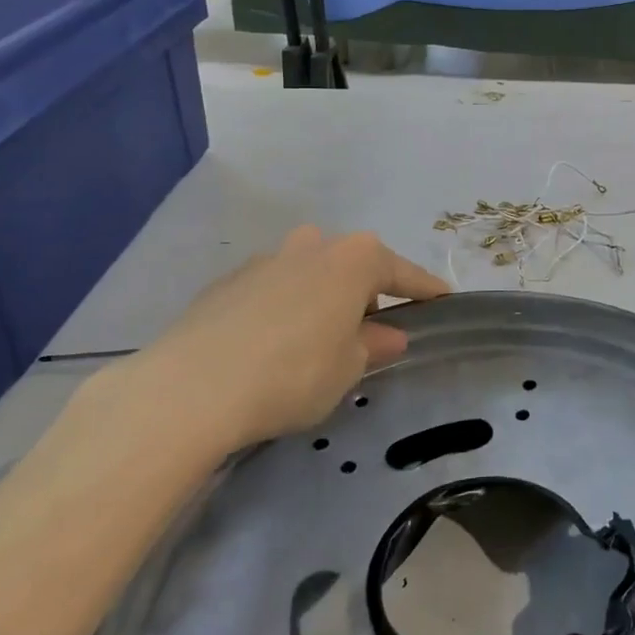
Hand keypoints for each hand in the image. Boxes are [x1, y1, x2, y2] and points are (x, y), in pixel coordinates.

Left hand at [122, 226, 448, 458]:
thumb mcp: (348, 368)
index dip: (426, 290)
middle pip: (353, 266)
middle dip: (366, 294)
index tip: (444, 300)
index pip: (403, 273)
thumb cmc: (293, 373)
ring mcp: (266, 260)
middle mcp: (313, 246)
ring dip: (322, 299)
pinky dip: (284, 309)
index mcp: (354, 259)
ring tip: (316, 342)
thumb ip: (373, 346)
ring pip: (310, 274)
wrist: (189, 388)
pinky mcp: (226, 283)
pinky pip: (272, 291)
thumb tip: (387, 335)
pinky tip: (272, 347)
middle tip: (368, 334)